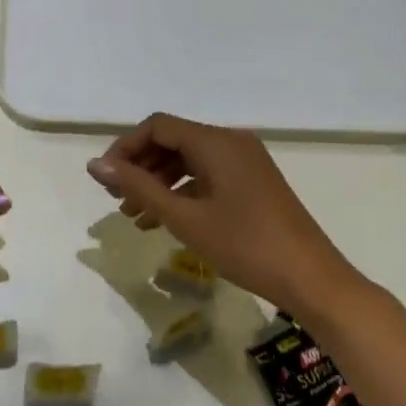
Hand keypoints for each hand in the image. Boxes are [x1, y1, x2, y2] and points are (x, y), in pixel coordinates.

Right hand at [87, 113, 360, 309]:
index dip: (125, 148)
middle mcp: (231, 141)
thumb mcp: (184, 217)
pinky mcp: (253, 182)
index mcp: (215, 141)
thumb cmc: (244, 245)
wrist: (311, 279)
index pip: (157, 127)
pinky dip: (182, 192)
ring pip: (189, 160)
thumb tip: (95, 165)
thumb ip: (137, 187)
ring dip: (158, 182)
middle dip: (140, 167)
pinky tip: (163, 221)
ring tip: (134, 215)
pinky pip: (207, 176)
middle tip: (116, 199)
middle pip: (172, 141)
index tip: (105, 179)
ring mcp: (245, 161)